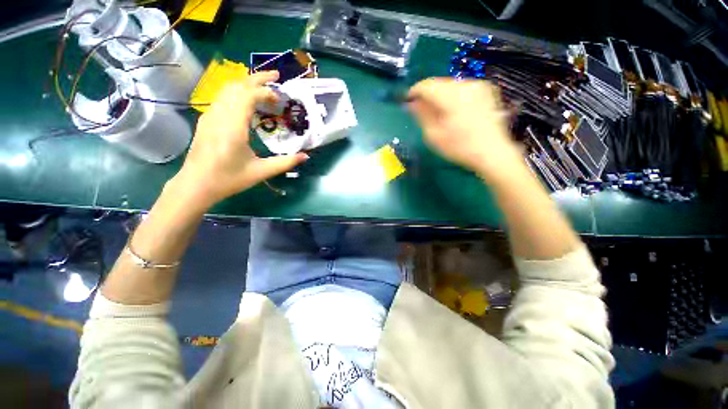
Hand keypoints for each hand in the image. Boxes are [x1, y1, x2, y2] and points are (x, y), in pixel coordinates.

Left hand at [173, 71, 307, 207]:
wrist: (196, 185)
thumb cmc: (229, 179)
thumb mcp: (261, 172)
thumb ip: (285, 162)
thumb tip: (305, 156)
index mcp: (233, 126)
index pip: (248, 96)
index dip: (266, 92)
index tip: (280, 98)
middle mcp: (219, 115)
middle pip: (237, 85)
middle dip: (257, 78)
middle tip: (276, 77)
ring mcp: (210, 116)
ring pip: (227, 89)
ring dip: (247, 84)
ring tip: (264, 88)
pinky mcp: (206, 120)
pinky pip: (222, 98)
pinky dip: (238, 93)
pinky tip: (247, 103)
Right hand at [407, 78, 521, 178]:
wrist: (491, 152)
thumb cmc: (459, 147)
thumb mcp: (434, 135)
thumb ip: (422, 115)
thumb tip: (412, 103)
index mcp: (452, 96)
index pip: (427, 85)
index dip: (415, 91)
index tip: (408, 101)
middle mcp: (466, 85)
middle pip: (439, 84)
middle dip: (428, 95)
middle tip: (422, 110)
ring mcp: (478, 86)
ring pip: (451, 86)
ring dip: (441, 96)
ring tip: (439, 113)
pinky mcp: (486, 90)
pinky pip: (463, 89)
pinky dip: (454, 97)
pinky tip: (454, 112)